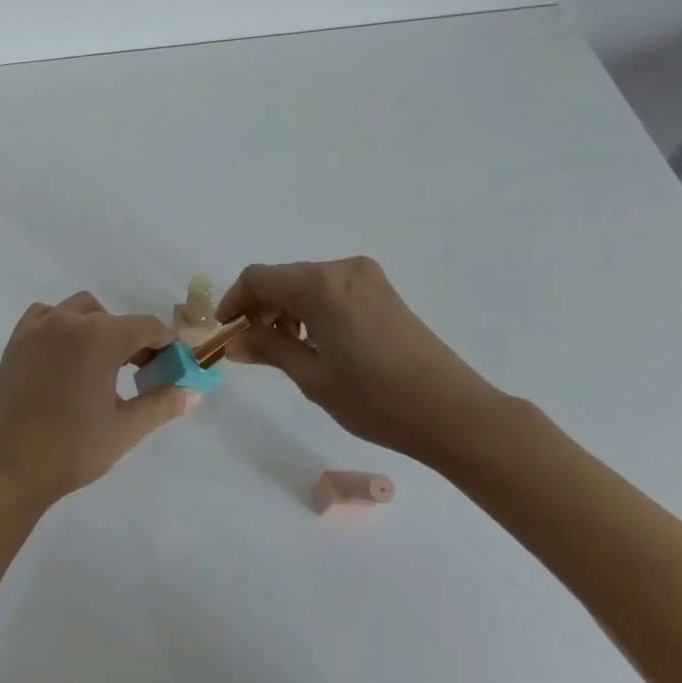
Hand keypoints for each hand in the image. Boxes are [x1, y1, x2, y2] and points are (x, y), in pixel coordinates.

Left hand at [0, 292, 199, 509]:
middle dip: (134, 341)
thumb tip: (193, 391)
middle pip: (115, 320)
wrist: (10, 467)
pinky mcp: (18, 338)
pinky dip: (63, 326)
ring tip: (103, 365)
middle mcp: (69, 320)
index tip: (173, 366)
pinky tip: (67, 356)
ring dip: (99, 328)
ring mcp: (39, 326)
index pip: (147, 327)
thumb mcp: (126, 429)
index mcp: (100, 337)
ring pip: (81, 311)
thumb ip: (162, 403)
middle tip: (141, 373)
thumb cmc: (73, 449)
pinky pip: (48, 316)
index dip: (165, 344)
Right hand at [217, 257, 506, 467]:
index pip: (258, 278)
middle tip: (252, 343)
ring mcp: (367, 277)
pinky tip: (317, 340)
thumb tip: (234, 342)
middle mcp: (342, 269)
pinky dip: (313, 307)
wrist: (455, 414)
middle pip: (283, 277)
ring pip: (307, 282)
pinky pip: (332, 288)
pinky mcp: (383, 291)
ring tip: (285, 346)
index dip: (234, 300)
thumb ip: (269, 349)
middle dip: (261, 306)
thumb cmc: (377, 399)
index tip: (226, 330)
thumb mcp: (313, 378)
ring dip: (287, 307)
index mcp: (320, 285)